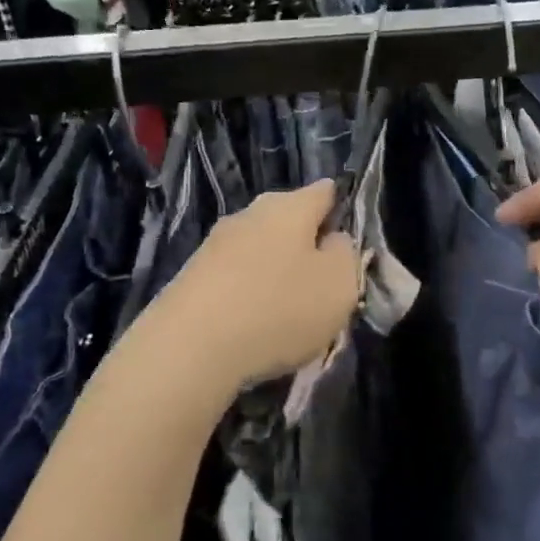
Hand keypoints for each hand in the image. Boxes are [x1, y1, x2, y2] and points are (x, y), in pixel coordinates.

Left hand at [158, 179, 358, 392]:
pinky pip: (235, 277)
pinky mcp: (191, 276)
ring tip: (290, 312)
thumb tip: (333, 240)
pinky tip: (254, 325)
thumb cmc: (278, 309)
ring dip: (277, 272)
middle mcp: (250, 214)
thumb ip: (346, 255)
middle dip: (308, 246)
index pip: (326, 191)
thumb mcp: (339, 285)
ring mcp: (215, 244)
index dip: (343, 210)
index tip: (351, 244)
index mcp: (290, 206)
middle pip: (290, 220)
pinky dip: (249, 294)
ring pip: (261, 250)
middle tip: (324, 285)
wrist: (188, 349)